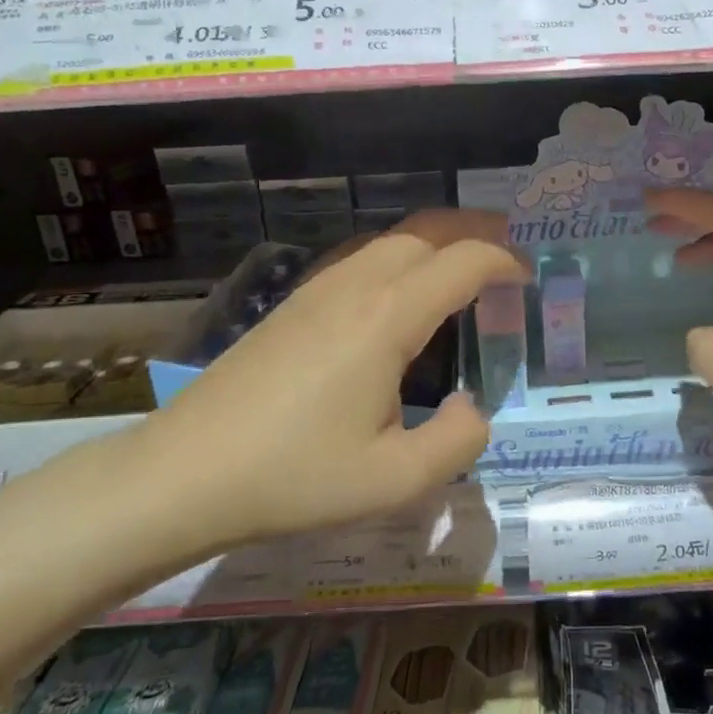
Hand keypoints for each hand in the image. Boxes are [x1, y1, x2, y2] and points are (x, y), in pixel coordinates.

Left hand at [135, 210, 526, 555]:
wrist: (183, 474)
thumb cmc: (294, 477)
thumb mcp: (396, 480)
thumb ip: (459, 440)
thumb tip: (473, 407)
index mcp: (386, 318)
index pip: (463, 261)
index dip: (504, 261)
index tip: (529, 279)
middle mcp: (354, 286)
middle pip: (427, 232)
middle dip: (475, 234)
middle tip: (507, 261)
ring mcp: (316, 290)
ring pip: (390, 240)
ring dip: (436, 245)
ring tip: (463, 275)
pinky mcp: (292, 305)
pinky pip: (361, 260)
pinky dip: (401, 261)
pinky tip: (400, 302)